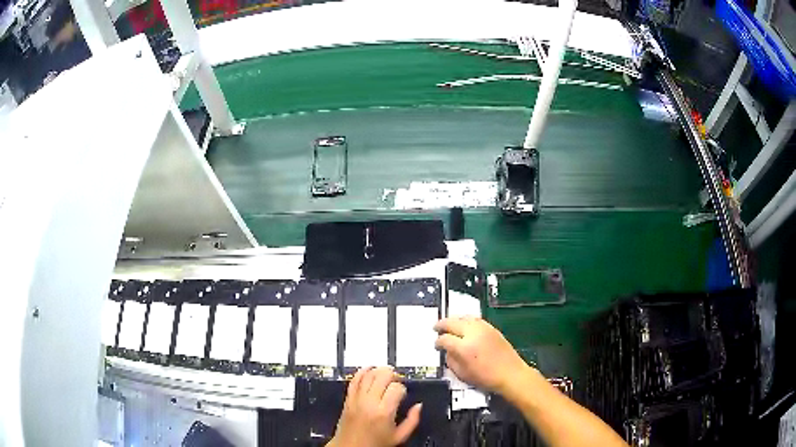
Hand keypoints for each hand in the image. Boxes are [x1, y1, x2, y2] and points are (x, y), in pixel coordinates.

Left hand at [328, 367, 421, 446]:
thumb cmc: (375, 444)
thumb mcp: (399, 437)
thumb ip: (412, 421)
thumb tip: (419, 406)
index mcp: (384, 412)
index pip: (396, 387)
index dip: (402, 388)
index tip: (402, 395)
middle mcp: (369, 402)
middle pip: (382, 376)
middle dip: (393, 375)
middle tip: (396, 382)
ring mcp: (356, 399)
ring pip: (368, 375)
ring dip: (379, 371)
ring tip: (386, 375)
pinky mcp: (348, 399)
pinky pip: (354, 380)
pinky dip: (362, 372)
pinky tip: (369, 369)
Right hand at [434, 317, 528, 393]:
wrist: (511, 374)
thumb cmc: (486, 378)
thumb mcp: (462, 374)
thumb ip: (451, 361)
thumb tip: (447, 351)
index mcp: (464, 348)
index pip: (445, 339)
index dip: (438, 342)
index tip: (436, 345)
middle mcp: (473, 334)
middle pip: (453, 323)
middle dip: (442, 325)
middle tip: (436, 328)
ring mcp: (484, 329)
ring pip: (464, 318)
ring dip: (454, 320)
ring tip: (448, 324)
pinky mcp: (492, 328)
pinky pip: (475, 319)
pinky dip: (466, 320)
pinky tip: (464, 325)